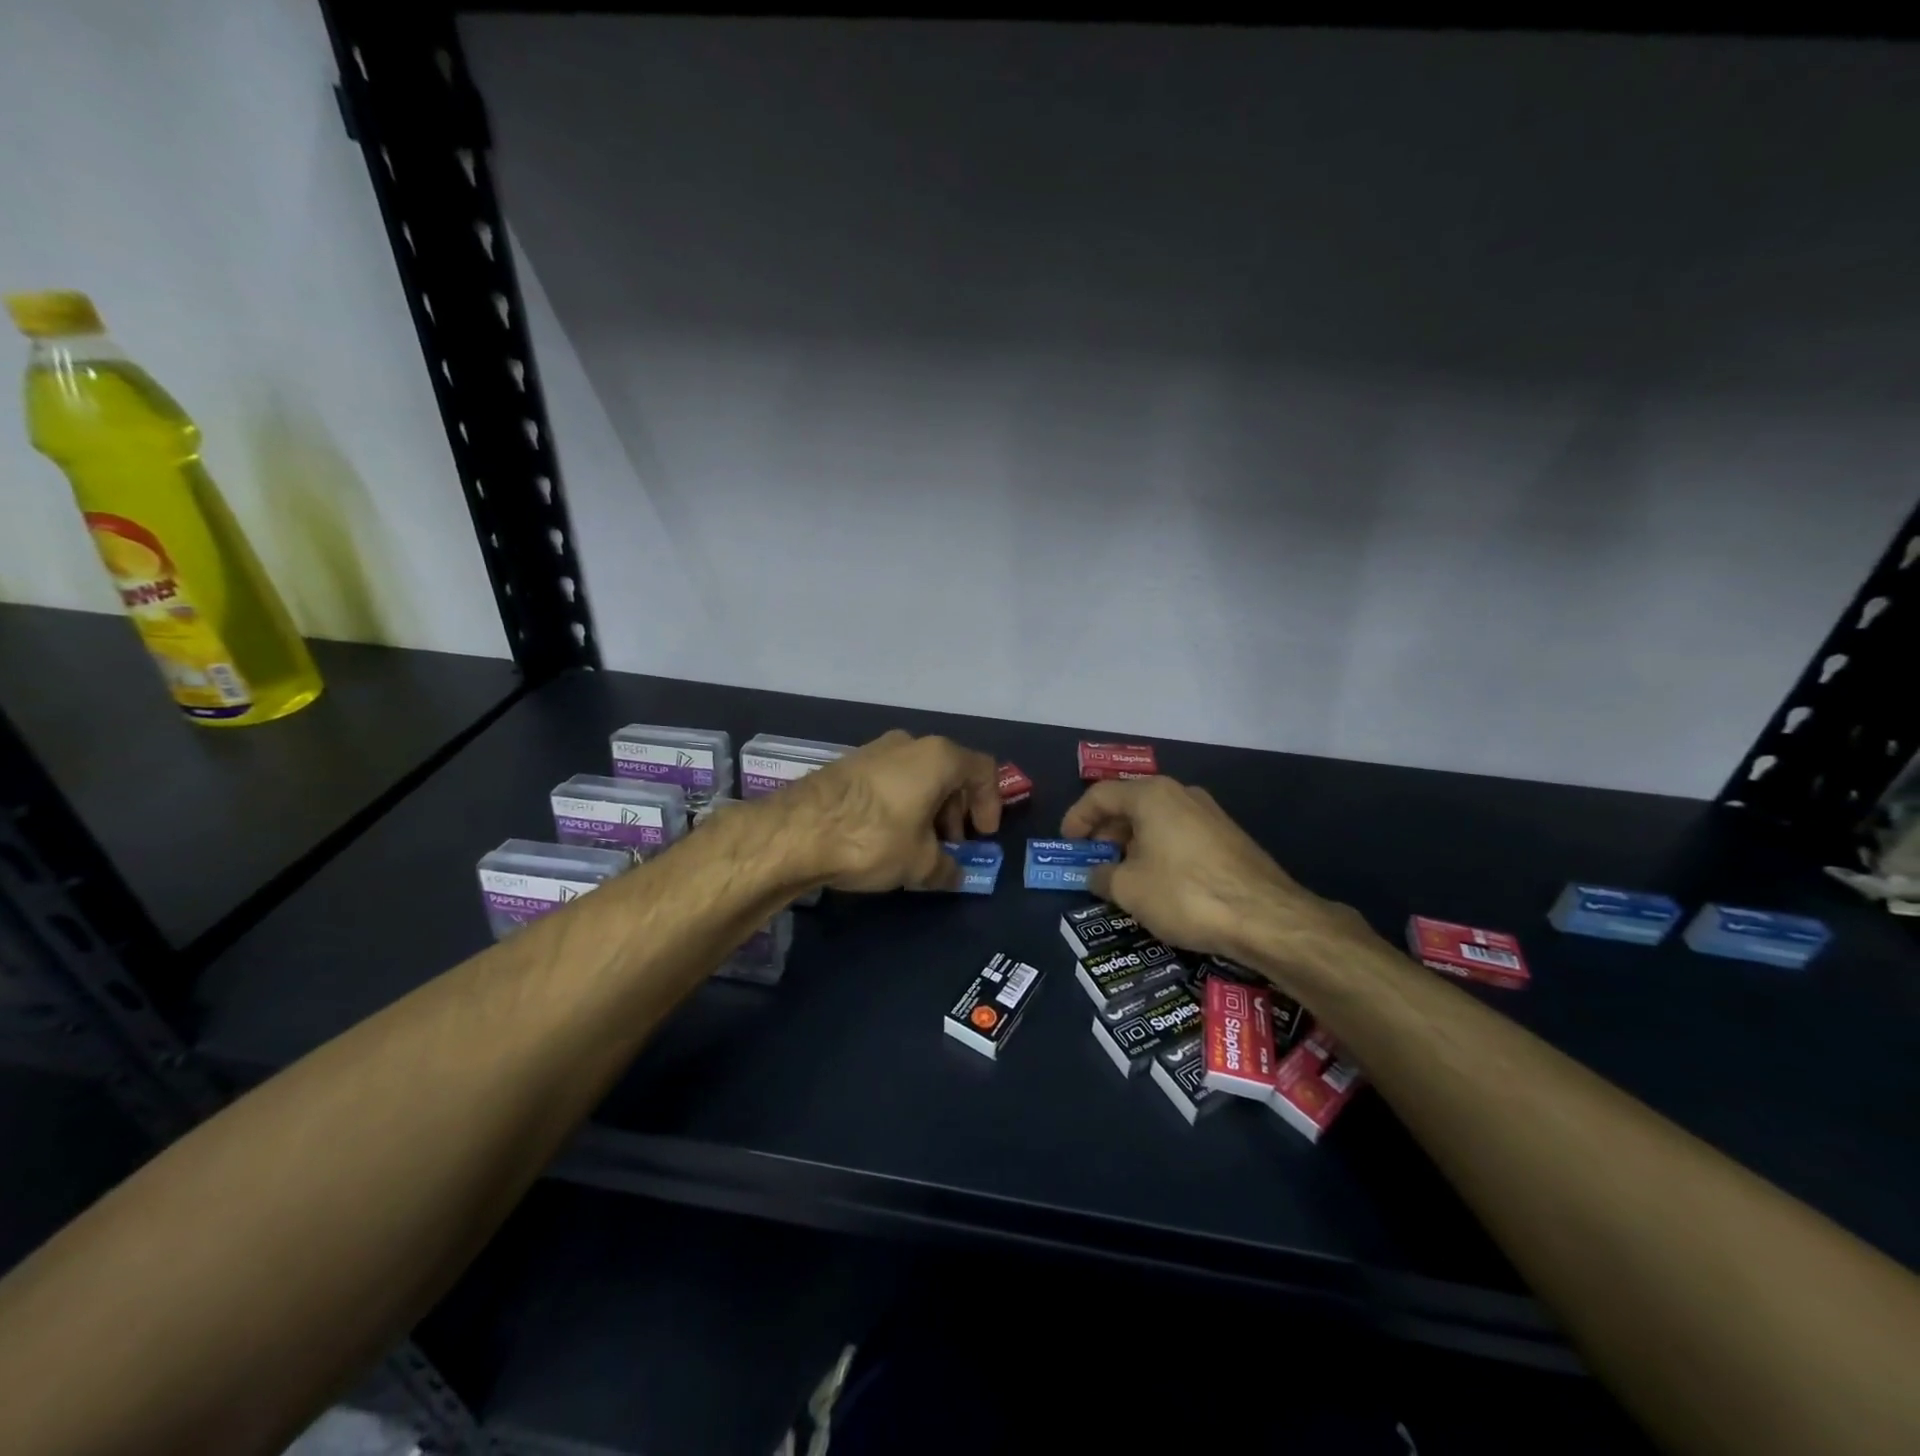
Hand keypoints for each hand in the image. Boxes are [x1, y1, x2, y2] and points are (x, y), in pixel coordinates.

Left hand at [782, 730, 1001, 892]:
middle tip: (951, 845)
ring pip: (917, 777)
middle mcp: (909, 743)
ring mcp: (875, 750)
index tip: (982, 836)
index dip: (991, 804)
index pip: (984, 771)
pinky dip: (900, 805)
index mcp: (938, 757)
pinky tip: (887, 837)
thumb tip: (954, 874)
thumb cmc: (874, 838)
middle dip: (957, 811)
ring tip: (918, 846)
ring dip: (928, 809)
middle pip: (950, 772)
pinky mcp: (848, 764)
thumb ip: (946, 868)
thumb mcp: (920, 863)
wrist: (797, 831)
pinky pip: (890, 781)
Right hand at [1062, 776, 1368, 970]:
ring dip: (1132, 843)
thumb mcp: (1128, 889)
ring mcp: (1209, 813)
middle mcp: (1181, 794)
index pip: (1100, 795)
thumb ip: (1101, 877)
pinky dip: (1159, 850)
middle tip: (1093, 860)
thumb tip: (1095, 875)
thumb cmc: (1185, 894)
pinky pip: (1180, 834)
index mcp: (1151, 795)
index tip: (1067, 843)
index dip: (1077, 818)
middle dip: (1106, 832)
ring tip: (1122, 874)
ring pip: (1157, 820)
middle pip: (1130, 804)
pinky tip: (1158, 881)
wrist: (1266, 917)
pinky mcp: (1228, 837)